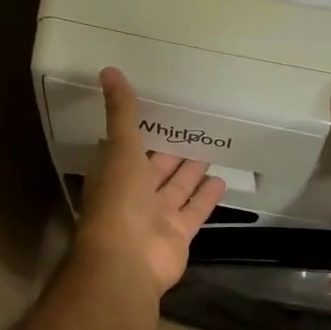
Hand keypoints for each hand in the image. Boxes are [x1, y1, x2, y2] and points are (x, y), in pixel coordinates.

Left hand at [73, 68, 226, 294]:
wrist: (127, 259)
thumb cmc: (119, 200)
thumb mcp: (120, 148)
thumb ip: (121, 112)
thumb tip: (109, 70)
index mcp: (116, 175)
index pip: (129, 150)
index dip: (143, 134)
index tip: (159, 115)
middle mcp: (135, 196)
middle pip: (157, 170)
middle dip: (172, 153)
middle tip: (193, 131)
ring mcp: (157, 218)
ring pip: (177, 190)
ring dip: (191, 174)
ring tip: (209, 153)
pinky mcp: (179, 234)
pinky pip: (195, 211)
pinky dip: (206, 198)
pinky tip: (221, 180)